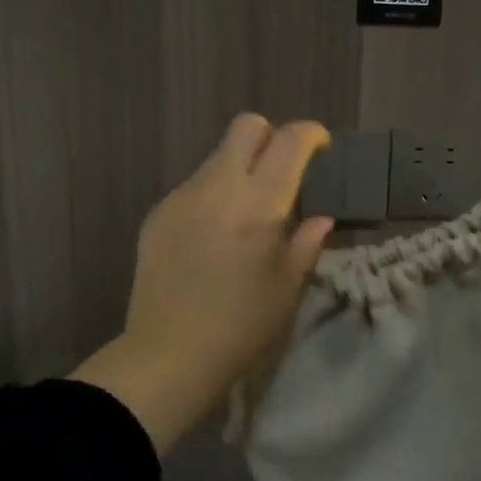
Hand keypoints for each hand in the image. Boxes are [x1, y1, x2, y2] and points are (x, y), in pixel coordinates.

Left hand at [73, 115, 333, 453]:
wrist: (169, 353)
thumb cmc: (241, 325)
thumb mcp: (288, 287)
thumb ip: (307, 242)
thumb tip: (318, 218)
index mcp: (259, 203)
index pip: (290, 140)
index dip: (312, 135)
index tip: (321, 149)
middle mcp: (219, 186)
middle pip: (246, 127)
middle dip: (271, 137)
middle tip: (282, 173)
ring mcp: (183, 196)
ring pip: (217, 156)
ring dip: (240, 169)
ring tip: (245, 213)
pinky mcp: (159, 212)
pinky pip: (194, 185)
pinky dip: (213, 194)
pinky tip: (213, 235)